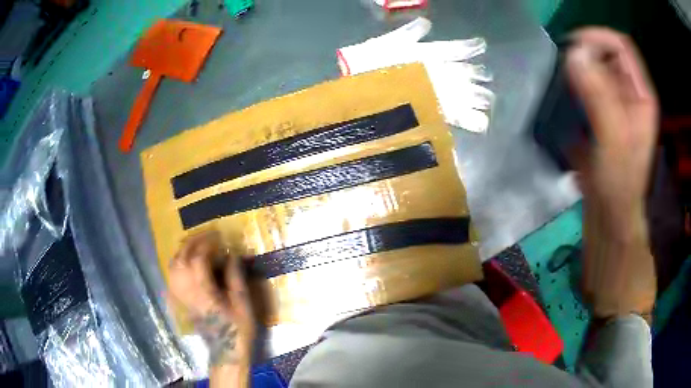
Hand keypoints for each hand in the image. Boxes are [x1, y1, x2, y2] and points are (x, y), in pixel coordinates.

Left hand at [168, 230, 254, 366]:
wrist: (226, 351)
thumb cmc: (238, 328)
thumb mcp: (243, 304)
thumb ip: (235, 278)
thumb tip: (232, 255)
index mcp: (204, 292)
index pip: (198, 259)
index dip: (208, 243)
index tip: (220, 236)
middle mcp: (188, 292)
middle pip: (181, 259)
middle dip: (192, 242)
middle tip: (206, 235)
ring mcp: (182, 297)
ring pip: (173, 267)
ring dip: (182, 251)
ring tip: (195, 244)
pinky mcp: (180, 301)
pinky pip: (171, 277)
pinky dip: (177, 264)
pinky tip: (185, 262)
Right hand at [566, 28, 657, 320]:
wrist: (609, 225)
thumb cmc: (619, 189)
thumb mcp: (613, 142)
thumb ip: (598, 95)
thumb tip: (574, 53)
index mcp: (641, 96)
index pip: (621, 47)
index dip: (598, 39)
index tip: (573, 48)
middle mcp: (629, 96)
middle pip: (606, 56)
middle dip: (584, 56)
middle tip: (564, 71)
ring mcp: (614, 107)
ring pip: (593, 71)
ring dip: (575, 73)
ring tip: (560, 88)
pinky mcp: (600, 120)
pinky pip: (584, 91)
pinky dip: (571, 89)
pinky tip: (561, 104)